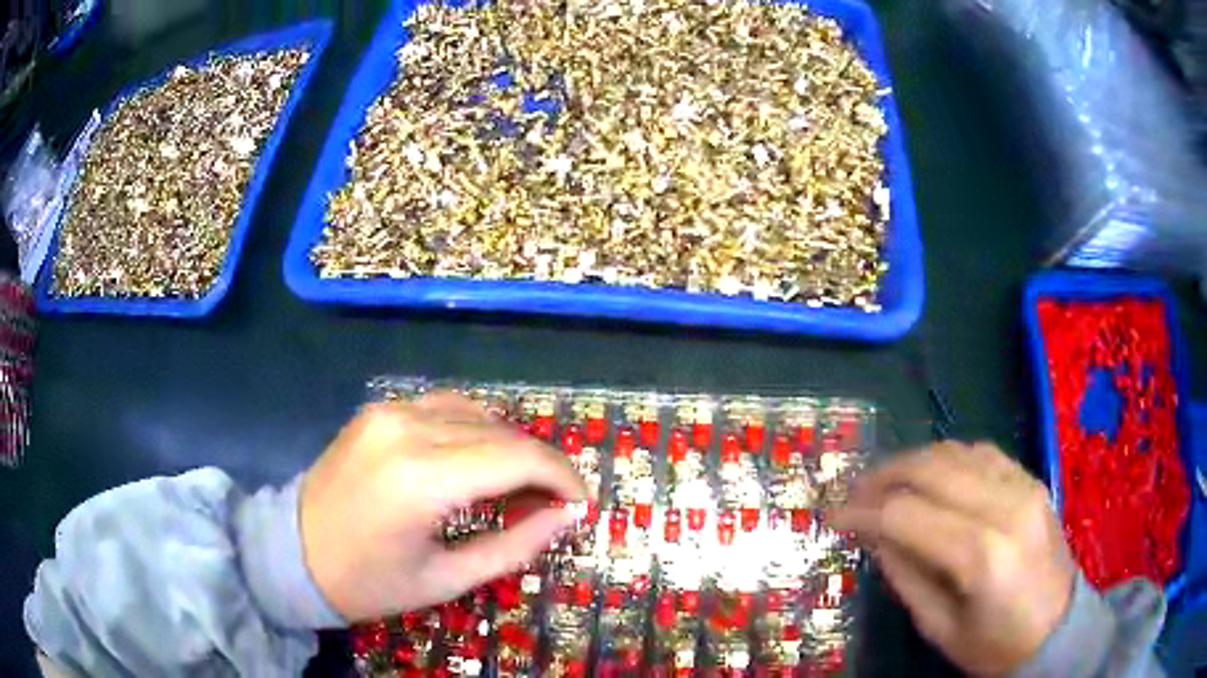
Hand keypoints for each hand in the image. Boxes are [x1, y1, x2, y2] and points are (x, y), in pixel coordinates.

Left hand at [299, 392, 587, 622]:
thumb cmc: (370, 581)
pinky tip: (478, 459)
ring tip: (519, 484)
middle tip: (555, 502)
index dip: (561, 476)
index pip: (517, 457)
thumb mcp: (447, 578)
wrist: (292, 553)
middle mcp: (407, 428)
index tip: (581, 502)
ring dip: (509, 444)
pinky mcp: (378, 410)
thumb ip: (515, 544)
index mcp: (421, 478)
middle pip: (502, 431)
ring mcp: (389, 411)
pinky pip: (444, 407)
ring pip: (477, 412)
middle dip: (541, 463)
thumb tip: (567, 515)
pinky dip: (475, 429)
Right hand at [829, 442, 1074, 675]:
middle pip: (931, 468)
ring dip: (913, 461)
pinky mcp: (1032, 480)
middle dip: (882, 476)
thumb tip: (874, 535)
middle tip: (853, 492)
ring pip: (956, 451)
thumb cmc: (994, 646)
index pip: (907, 515)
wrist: (1058, 630)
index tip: (833, 517)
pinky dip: (947, 458)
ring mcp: (1024, 486)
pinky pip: (982, 452)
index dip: (863, 512)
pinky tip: (931, 476)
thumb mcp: (939, 628)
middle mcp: (1005, 507)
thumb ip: (906, 577)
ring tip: (885, 482)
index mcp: (981, 556)